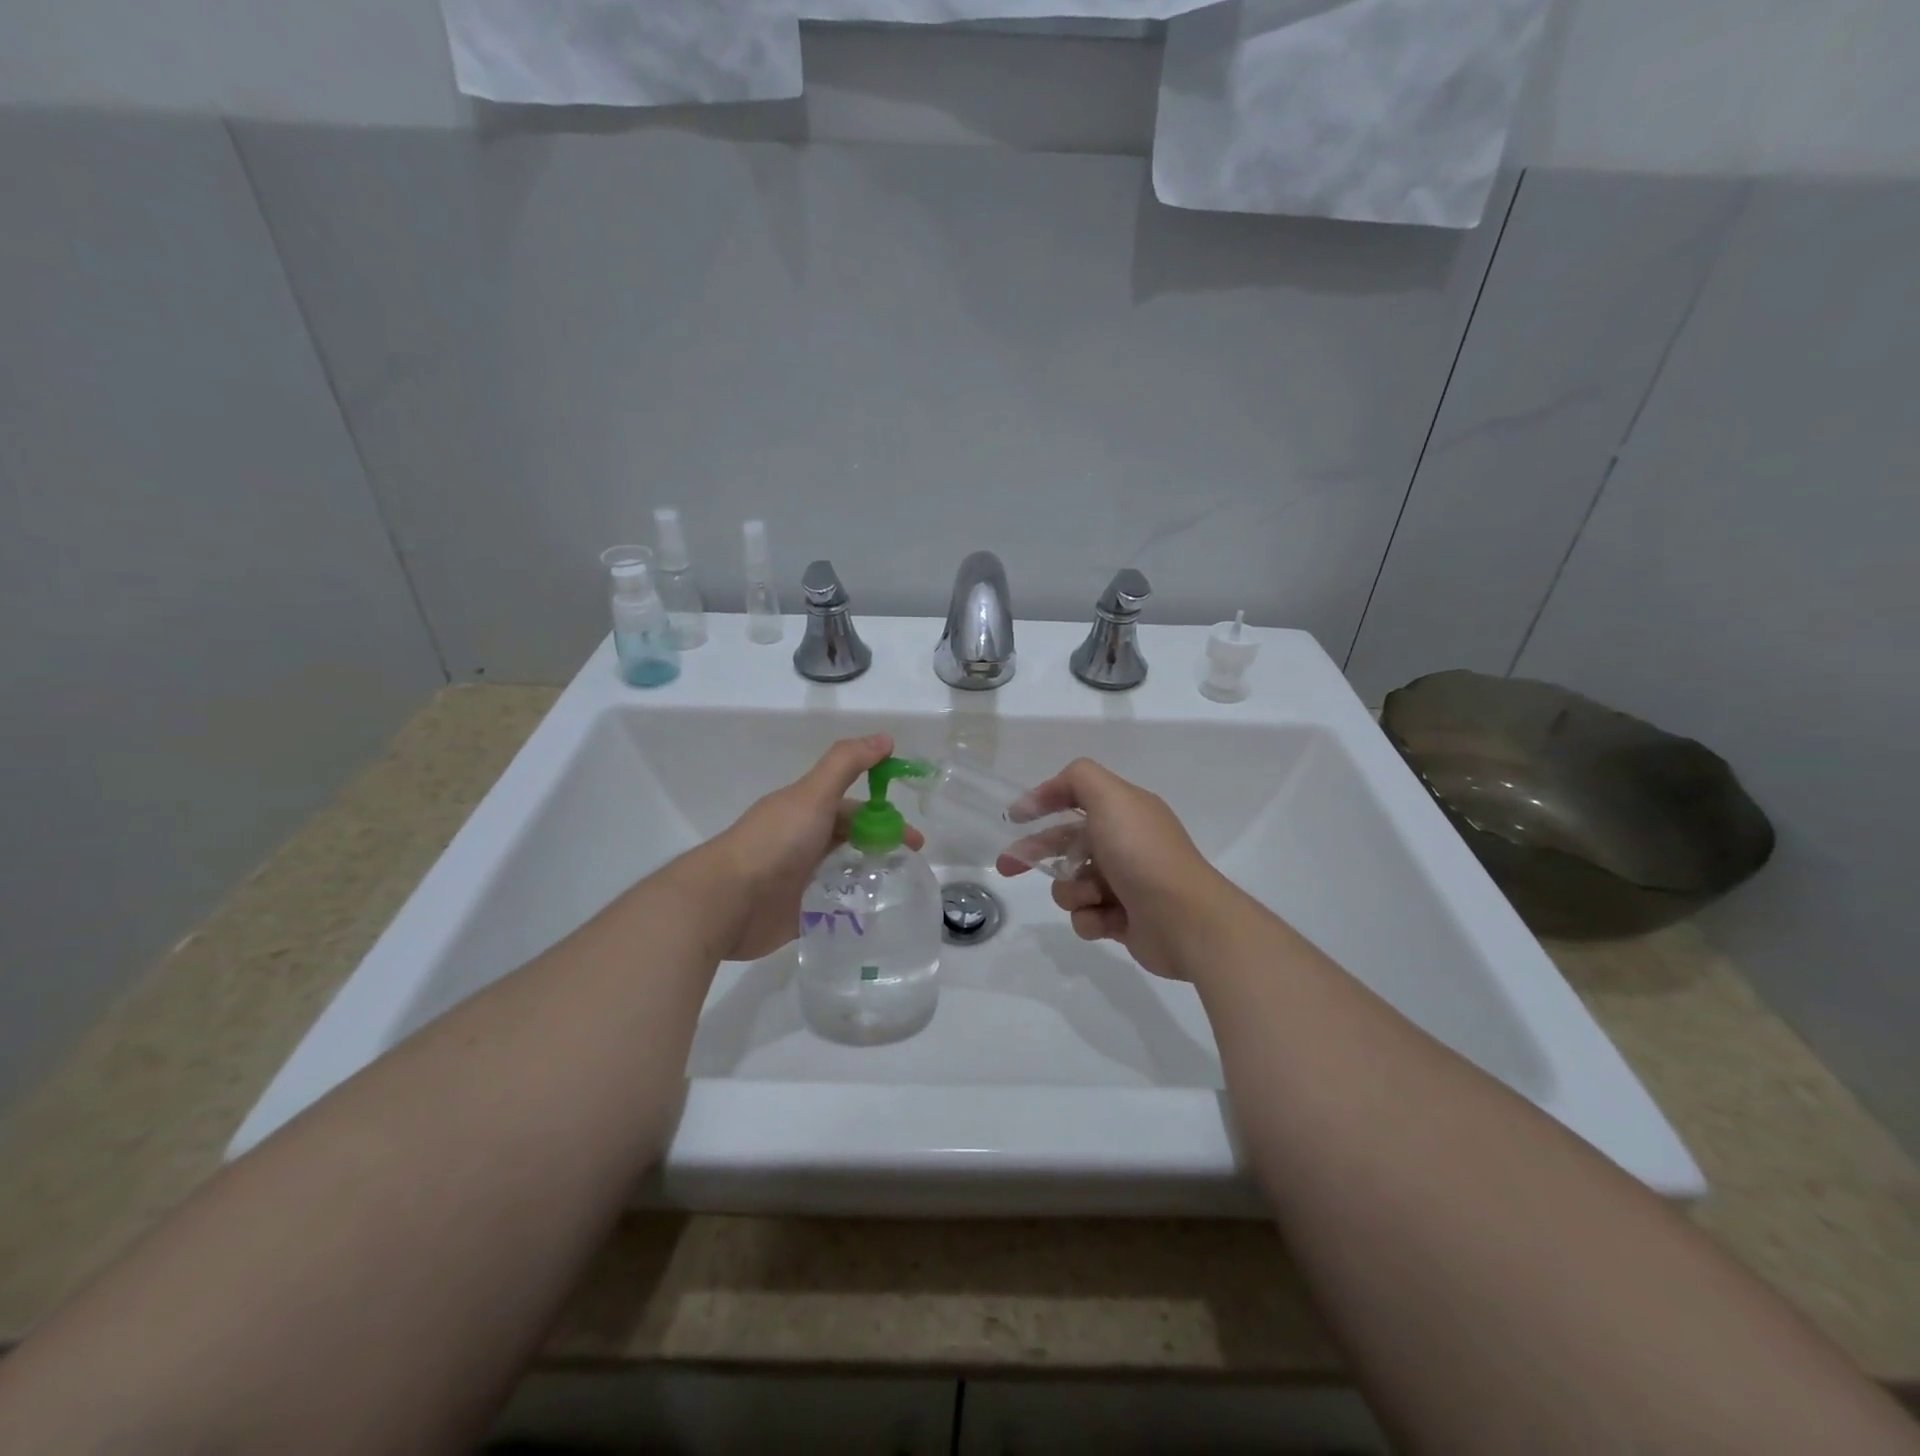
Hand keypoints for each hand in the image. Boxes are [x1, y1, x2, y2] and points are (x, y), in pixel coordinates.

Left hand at [707, 734, 924, 961]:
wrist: (727, 901)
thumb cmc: (774, 842)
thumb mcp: (814, 794)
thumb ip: (847, 764)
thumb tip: (885, 738)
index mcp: (806, 811)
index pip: (853, 809)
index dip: (884, 817)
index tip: (914, 837)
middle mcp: (803, 841)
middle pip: (850, 839)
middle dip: (881, 846)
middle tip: (912, 864)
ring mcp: (799, 879)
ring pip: (843, 872)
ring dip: (869, 876)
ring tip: (899, 889)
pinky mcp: (797, 914)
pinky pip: (832, 907)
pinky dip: (853, 907)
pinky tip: (875, 914)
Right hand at [999, 758, 1231, 980]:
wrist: (1184, 920)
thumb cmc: (1142, 853)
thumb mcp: (1111, 797)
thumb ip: (1078, 779)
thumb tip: (1053, 788)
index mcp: (1123, 812)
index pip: (1075, 798)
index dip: (1043, 802)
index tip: (1014, 817)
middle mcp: (1123, 844)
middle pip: (1065, 843)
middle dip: (1034, 853)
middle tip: (1007, 866)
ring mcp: (1123, 883)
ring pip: (1071, 884)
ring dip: (1072, 891)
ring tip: (1092, 896)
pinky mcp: (1121, 919)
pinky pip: (1085, 916)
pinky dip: (1091, 918)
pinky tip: (1107, 919)